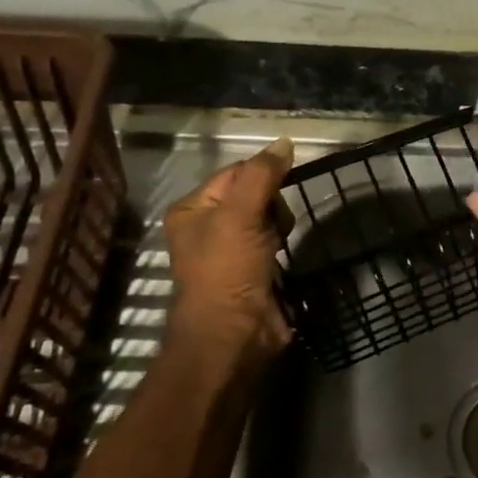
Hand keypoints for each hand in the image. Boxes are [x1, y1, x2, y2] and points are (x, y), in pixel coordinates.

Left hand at [162, 137, 295, 370]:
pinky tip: (280, 256)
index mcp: (192, 209)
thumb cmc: (227, 270)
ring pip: (268, 216)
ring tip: (275, 246)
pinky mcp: (252, 268)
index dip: (262, 177)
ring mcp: (230, 249)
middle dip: (272, 205)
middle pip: (254, 192)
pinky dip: (281, 243)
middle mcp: (207, 226)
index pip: (236, 171)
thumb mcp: (239, 215)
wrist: (234, 336)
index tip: (278, 193)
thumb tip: (285, 142)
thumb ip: (262, 175)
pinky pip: (274, 239)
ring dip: (279, 225)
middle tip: (271, 227)